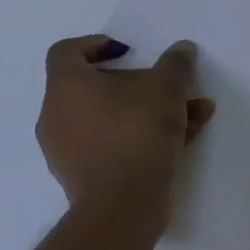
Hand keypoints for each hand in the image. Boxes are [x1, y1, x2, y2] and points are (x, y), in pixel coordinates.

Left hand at [36, 35, 214, 218]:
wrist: (123, 205)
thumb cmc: (137, 130)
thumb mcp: (167, 86)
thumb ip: (176, 63)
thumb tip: (182, 49)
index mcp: (66, 86)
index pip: (66, 52)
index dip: (95, 44)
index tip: (128, 51)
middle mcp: (57, 116)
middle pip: (93, 87)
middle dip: (137, 83)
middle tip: (167, 84)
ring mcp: (67, 151)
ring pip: (110, 118)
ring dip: (149, 111)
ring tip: (192, 113)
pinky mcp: (83, 179)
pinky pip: (112, 144)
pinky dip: (142, 137)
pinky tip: (184, 139)